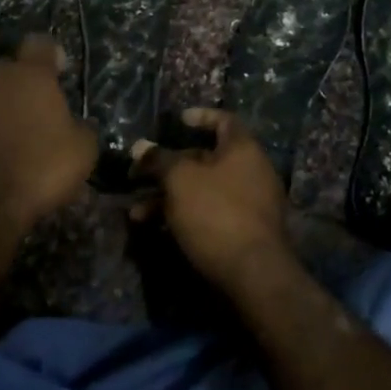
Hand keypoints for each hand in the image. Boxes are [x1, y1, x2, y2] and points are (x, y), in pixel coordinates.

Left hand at [0, 37, 98, 240]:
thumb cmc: (38, 169)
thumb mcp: (82, 152)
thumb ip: (80, 128)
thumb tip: (75, 126)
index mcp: (29, 75)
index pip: (40, 45)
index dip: (51, 56)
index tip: (58, 72)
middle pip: (6, 71)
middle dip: (18, 87)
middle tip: (33, 116)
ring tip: (5, 144)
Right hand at [131, 109, 290, 288]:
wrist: (254, 273)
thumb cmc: (216, 212)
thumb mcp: (180, 180)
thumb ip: (159, 160)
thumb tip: (139, 146)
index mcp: (243, 148)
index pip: (224, 120)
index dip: (201, 116)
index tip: (178, 120)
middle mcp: (252, 170)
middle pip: (206, 158)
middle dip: (169, 167)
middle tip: (138, 176)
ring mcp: (251, 202)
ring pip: (204, 189)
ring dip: (169, 197)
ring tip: (136, 214)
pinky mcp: (246, 230)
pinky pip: (212, 212)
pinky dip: (186, 215)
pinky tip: (158, 230)